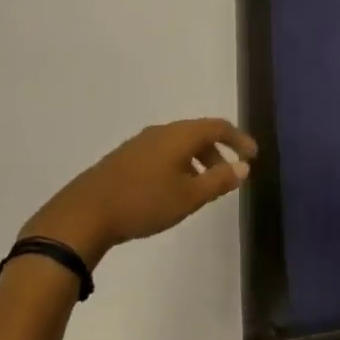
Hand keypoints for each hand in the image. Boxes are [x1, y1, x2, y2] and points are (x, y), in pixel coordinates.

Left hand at [22, 119, 258, 267]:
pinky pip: (163, 153)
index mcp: (180, 135)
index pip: (217, 127)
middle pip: (198, 133)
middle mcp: (162, 131)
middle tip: (230, 175)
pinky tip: (173, 189)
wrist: (86, 212)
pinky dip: (179, 165)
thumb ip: (219, 181)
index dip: (238, 139)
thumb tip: (243, 166)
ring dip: (197, 161)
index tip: (252, 155)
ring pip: (179, 144)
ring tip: (203, 187)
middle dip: (217, 152)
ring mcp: (141, 143)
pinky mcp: (126, 157)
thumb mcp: (188, 196)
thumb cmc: (144, 202)